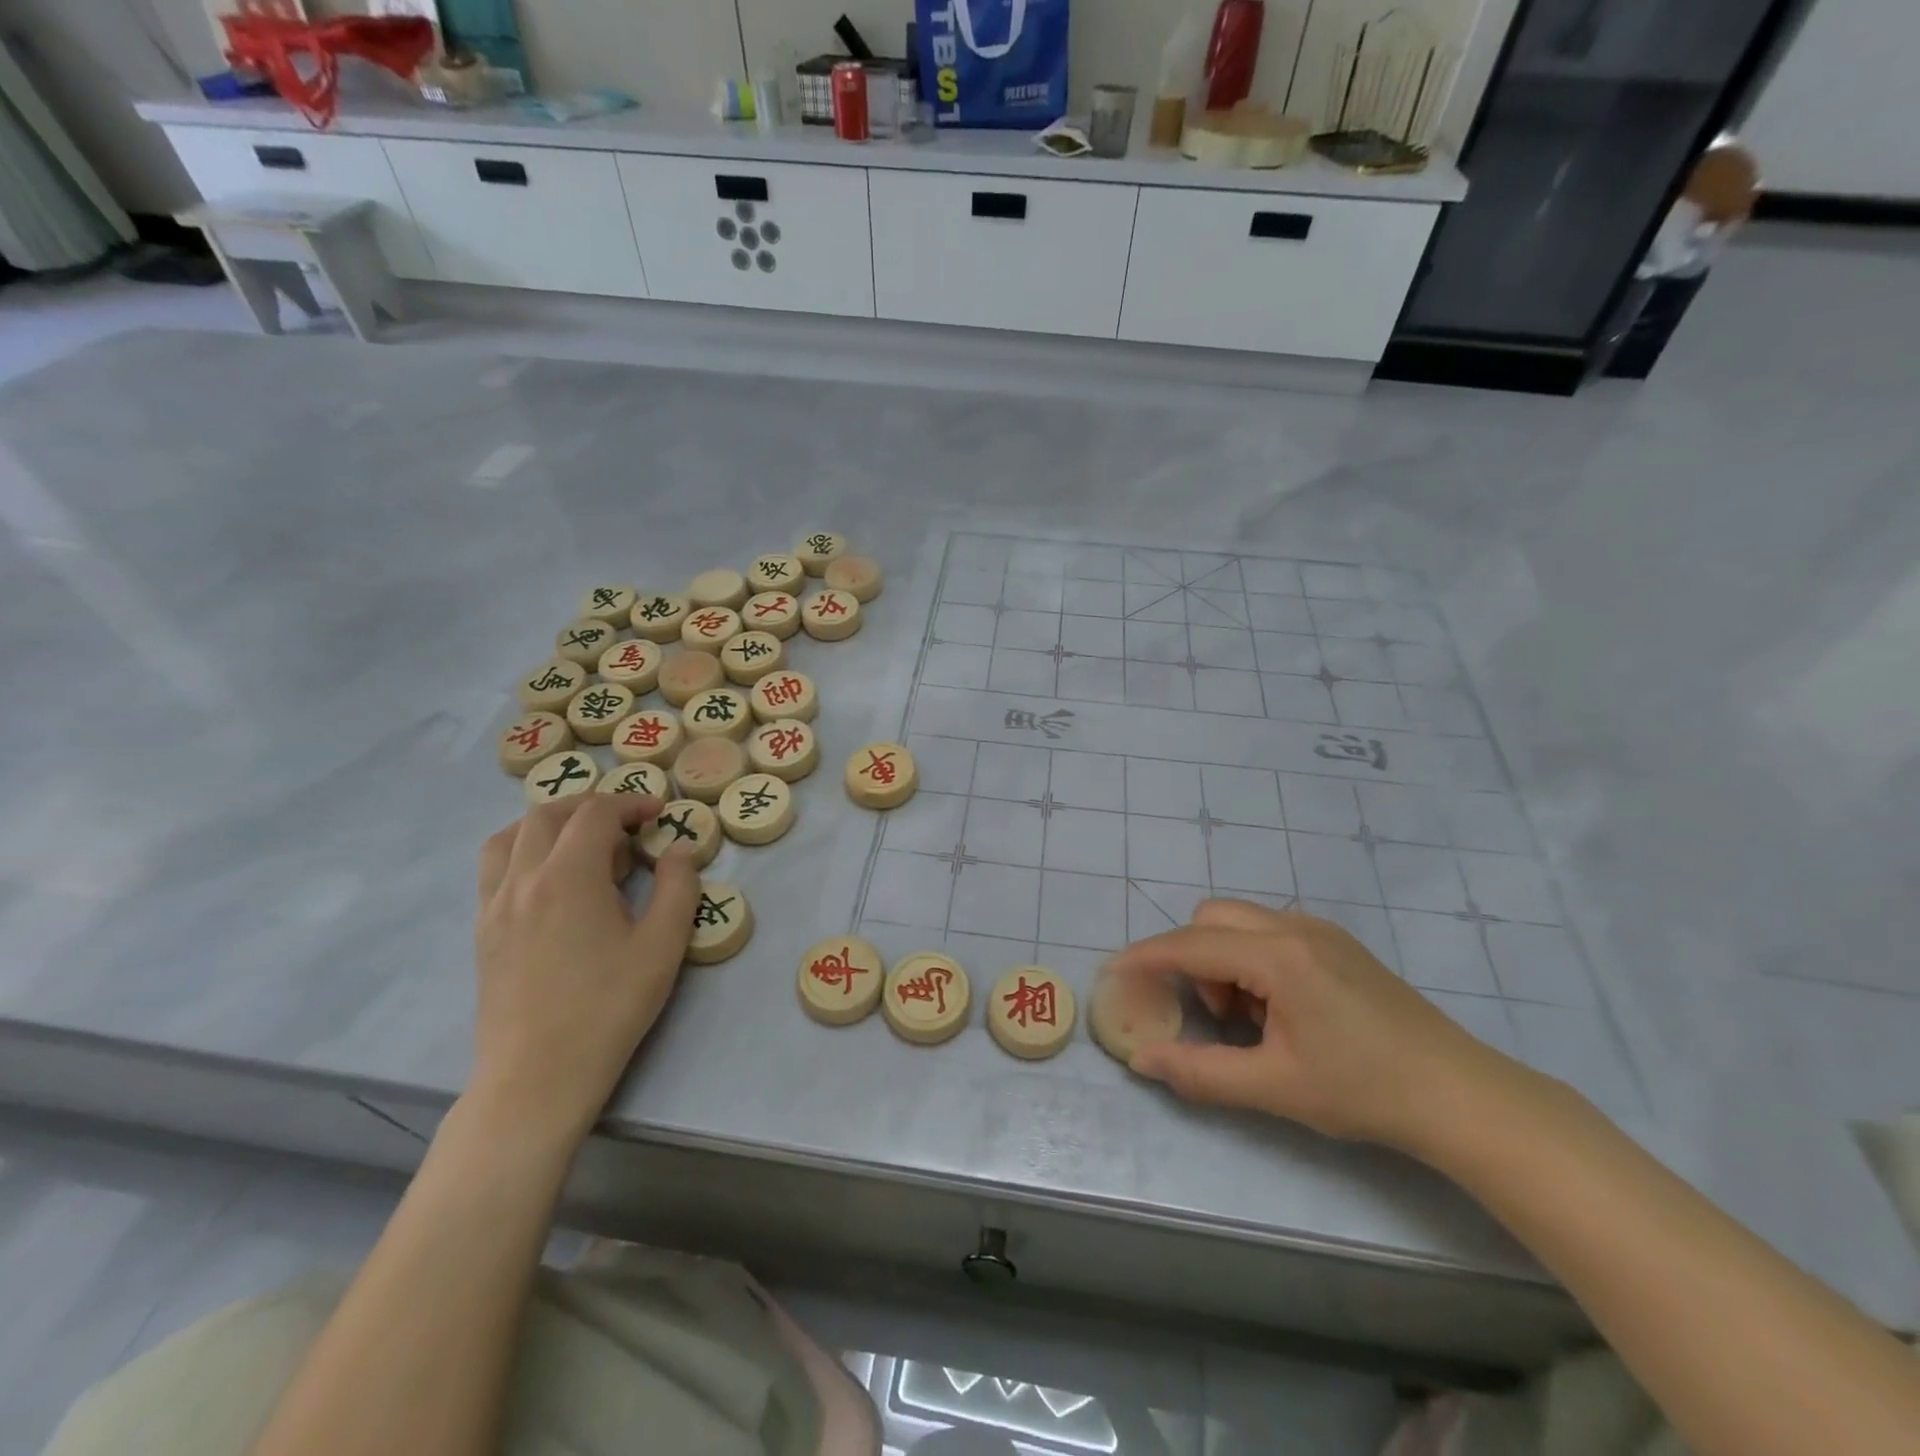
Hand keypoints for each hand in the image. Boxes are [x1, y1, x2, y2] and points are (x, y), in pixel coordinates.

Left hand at [471, 795, 700, 1144]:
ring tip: (581, 839)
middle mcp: (523, 879)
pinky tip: (549, 878)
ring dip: (549, 822)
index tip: (658, 814)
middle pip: (548, 814)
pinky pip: (494, 868)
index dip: (630, 803)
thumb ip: (677, 887)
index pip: (595, 813)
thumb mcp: (663, 945)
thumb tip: (678, 849)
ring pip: (510, 836)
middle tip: (627, 822)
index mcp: (569, 876)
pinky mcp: (483, 931)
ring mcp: (495, 905)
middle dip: (591, 805)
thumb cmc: (609, 1007)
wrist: (538, 1075)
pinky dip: (522, 850)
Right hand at [1109, 899, 1520, 1155]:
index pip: (1191, 945)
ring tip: (1253, 1020)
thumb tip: (1142, 1061)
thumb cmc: (1364, 1090)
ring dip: (1225, 960)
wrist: (1461, 1095)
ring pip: (1242, 922)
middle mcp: (1295, 927)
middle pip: (1212, 918)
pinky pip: (1271, 932)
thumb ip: (1200, 1072)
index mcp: (1278, 956)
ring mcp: (1321, 930)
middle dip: (1193, 958)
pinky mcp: (1338, 943)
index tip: (1113, 971)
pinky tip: (1282, 1010)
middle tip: (1213, 1013)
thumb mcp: (1275, 1088)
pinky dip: (1253, 960)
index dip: (1146, 956)